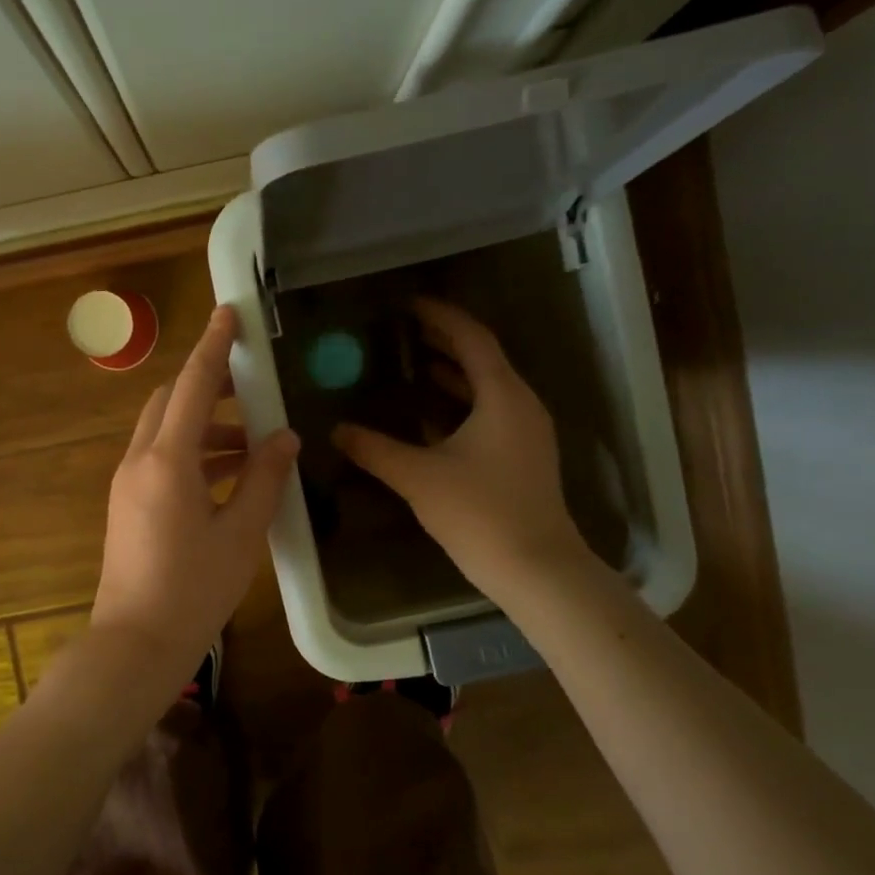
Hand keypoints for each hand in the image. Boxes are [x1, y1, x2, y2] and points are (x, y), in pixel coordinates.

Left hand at [90, 306, 299, 696]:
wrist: (135, 644)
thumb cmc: (193, 590)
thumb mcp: (241, 533)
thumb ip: (264, 479)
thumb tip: (284, 437)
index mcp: (166, 460)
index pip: (192, 385)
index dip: (213, 346)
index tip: (229, 313)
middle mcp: (139, 461)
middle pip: (171, 401)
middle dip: (208, 386)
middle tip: (252, 388)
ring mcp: (127, 483)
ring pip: (165, 431)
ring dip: (205, 426)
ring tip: (253, 442)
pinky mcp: (127, 504)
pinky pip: (160, 459)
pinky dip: (193, 453)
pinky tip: (228, 475)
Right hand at [333, 299, 587, 602]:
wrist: (536, 569)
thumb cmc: (480, 513)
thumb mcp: (418, 477)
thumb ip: (374, 449)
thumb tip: (337, 430)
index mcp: (503, 396)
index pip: (472, 339)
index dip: (441, 317)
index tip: (409, 305)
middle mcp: (521, 405)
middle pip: (483, 359)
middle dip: (445, 342)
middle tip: (406, 330)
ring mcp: (526, 433)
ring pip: (487, 389)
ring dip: (453, 374)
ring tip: (413, 365)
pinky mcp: (523, 458)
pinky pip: (490, 414)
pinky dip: (460, 405)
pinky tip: (429, 418)